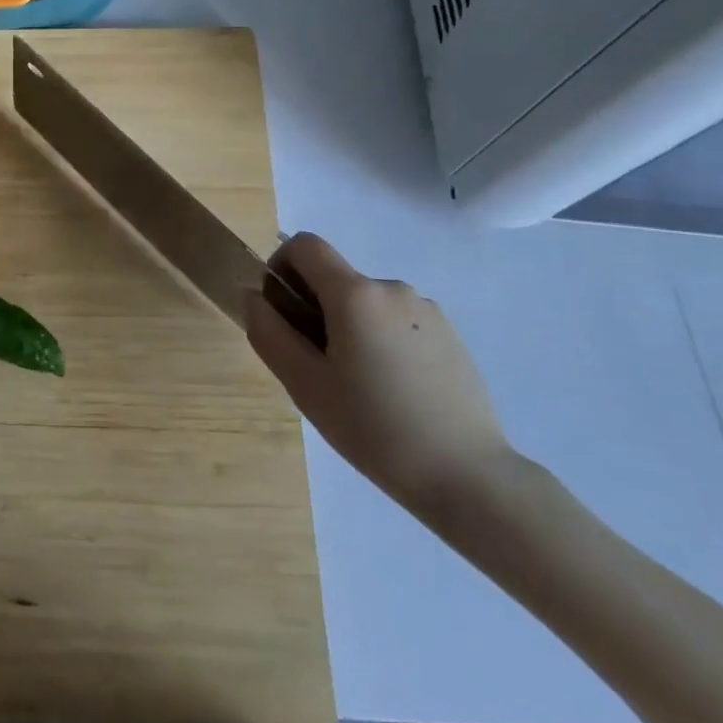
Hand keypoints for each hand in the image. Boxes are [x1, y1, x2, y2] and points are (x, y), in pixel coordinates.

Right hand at [244, 232, 513, 512]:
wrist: (468, 476)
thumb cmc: (374, 428)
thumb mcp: (304, 385)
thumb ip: (269, 332)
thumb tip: (254, 296)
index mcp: (355, 294)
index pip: (304, 245)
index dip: (281, 266)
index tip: (282, 312)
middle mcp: (392, 288)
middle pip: (335, 278)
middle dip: (315, 308)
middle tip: (317, 366)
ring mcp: (426, 310)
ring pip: (366, 303)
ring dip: (349, 327)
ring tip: (358, 386)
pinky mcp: (449, 335)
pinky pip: (396, 321)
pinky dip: (381, 340)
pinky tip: (393, 391)